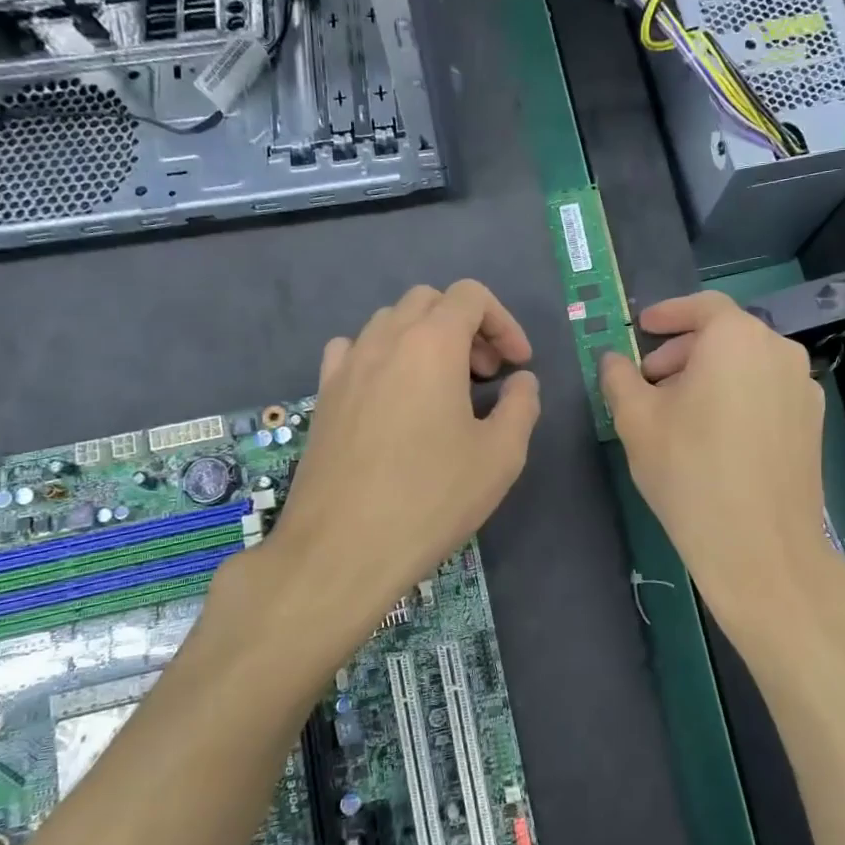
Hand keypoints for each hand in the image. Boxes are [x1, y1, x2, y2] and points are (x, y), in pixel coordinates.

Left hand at [259, 281, 539, 643]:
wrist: (342, 549)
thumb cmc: (431, 498)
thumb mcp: (501, 456)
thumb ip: (522, 406)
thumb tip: (521, 382)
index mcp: (431, 344)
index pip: (470, 295)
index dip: (503, 322)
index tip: (517, 365)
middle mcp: (383, 340)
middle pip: (428, 301)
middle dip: (466, 327)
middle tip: (485, 375)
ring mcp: (346, 366)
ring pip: (389, 322)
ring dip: (424, 339)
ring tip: (442, 388)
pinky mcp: (323, 396)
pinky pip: (353, 350)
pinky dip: (382, 356)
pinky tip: (392, 397)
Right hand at [600, 292, 844, 654]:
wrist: (760, 547)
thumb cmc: (689, 471)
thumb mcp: (636, 421)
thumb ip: (619, 378)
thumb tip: (613, 359)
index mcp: (737, 339)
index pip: (701, 307)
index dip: (667, 314)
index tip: (642, 329)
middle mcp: (779, 351)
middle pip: (725, 336)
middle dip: (682, 352)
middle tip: (649, 381)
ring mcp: (803, 388)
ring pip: (747, 366)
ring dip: (709, 376)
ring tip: (678, 412)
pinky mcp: (812, 424)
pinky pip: (766, 392)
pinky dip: (737, 397)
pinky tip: (715, 436)